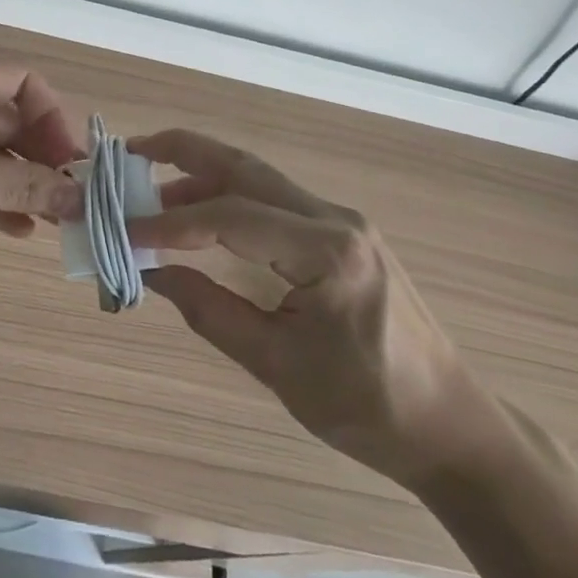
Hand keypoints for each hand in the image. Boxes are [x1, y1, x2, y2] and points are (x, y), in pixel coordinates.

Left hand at [0, 55, 84, 242]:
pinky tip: (19, 229)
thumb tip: (80, 200)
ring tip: (54, 218)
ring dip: (20, 181)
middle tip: (70, 197)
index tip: (70, 161)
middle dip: (41, 157)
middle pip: (10, 118)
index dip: (52, 117)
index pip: (23, 81)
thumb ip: (20, 187)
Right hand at [129, 129, 493, 488]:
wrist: (450, 425)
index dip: (172, 223)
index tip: (126, 230)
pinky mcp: (341, 232)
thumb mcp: (279, 367)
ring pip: (259, 178)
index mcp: (326, 253)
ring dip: (204, 176)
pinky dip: (230, 198)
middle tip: (133, 153)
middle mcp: (334, 219)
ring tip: (153, 193)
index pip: (232, 218)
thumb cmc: (367, 407)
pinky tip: (202, 217)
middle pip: (246, 169)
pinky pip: (275, 200)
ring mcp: (341, 220)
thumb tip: (154, 273)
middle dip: (185, 153)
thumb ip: (211, 312)